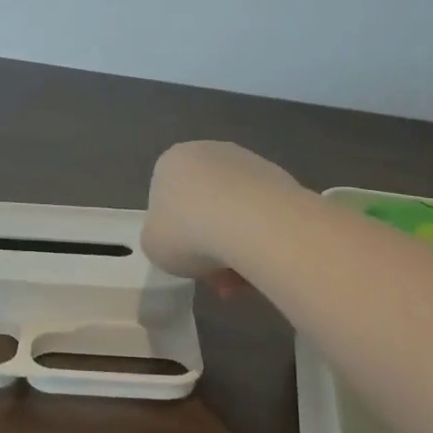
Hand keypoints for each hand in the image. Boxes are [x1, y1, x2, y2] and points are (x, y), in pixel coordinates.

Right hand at [141, 141, 301, 294]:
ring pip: (235, 212)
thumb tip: (179, 240)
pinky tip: (263, 263)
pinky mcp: (279, 177)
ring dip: (236, 246)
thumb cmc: (189, 233)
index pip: (167, 199)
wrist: (253, 223)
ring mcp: (247, 162)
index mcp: (172, 162)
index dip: (175, 235)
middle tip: (218, 279)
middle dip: (210, 244)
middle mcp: (208, 152)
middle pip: (204, 206)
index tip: (186, 261)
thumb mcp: (152, 246)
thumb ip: (159, 238)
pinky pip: (263, 214)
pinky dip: (261, 238)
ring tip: (244, 280)